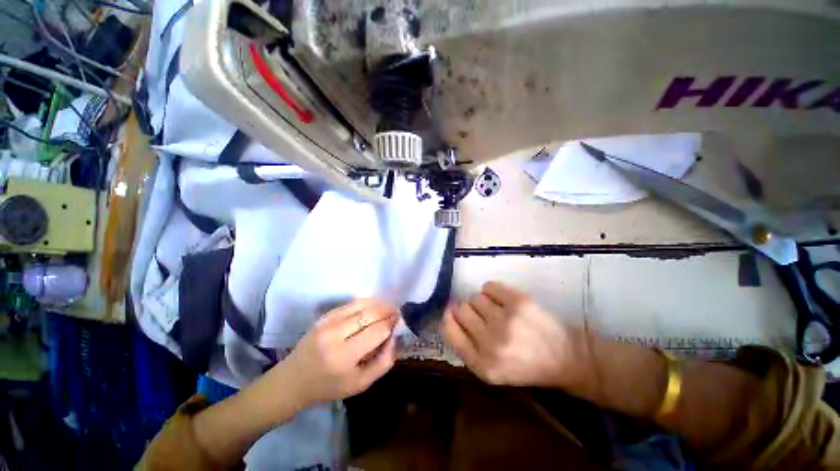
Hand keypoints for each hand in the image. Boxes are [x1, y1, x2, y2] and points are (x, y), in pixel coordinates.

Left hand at [281, 299, 398, 406]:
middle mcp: (335, 335)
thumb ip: (383, 362)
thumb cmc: (329, 386)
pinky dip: (366, 303)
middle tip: (396, 313)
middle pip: (370, 315)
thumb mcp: (360, 384)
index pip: (377, 332)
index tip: (399, 323)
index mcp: (344, 357)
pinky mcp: (324, 316)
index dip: (391, 324)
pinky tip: (373, 307)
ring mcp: (327, 323)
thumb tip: (395, 337)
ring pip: (361, 305)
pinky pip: (351, 304)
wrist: (294, 380)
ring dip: (378, 304)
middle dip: (387, 311)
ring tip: (388, 308)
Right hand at [441, 281, 586, 388]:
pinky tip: (502, 300)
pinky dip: (491, 291)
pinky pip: (488, 286)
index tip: (454, 315)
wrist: (565, 357)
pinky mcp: (519, 302)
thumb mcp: (490, 370)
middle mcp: (491, 343)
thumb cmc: (524, 366)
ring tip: (496, 311)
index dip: (449, 318)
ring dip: (481, 302)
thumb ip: (465, 346)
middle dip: (467, 311)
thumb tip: (446, 314)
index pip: (448, 330)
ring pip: (474, 297)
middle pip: (460, 309)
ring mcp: (506, 321)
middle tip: (482, 317)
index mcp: (482, 365)